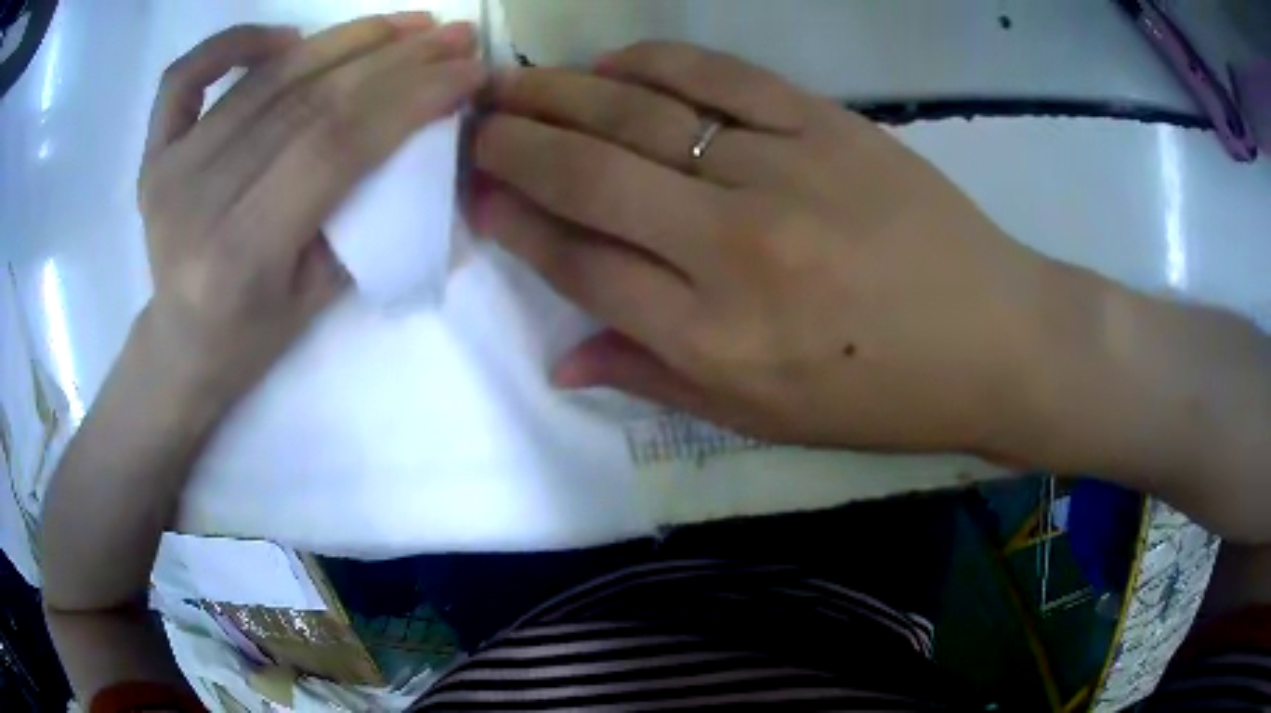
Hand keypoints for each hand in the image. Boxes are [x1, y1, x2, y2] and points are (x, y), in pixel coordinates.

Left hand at [137, 15, 485, 405]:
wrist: (180, 347)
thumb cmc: (251, 337)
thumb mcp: (319, 301)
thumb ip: (359, 215)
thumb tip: (412, 131)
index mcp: (239, 256)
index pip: (335, 147)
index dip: (409, 98)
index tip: (466, 72)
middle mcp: (196, 202)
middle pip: (306, 100)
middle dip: (391, 58)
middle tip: (449, 35)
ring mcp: (168, 171)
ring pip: (265, 78)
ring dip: (342, 39)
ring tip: (401, 25)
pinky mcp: (153, 155)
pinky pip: (185, 76)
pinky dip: (235, 41)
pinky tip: (284, 38)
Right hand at [473, 42, 1059, 453]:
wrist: (997, 340)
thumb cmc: (885, 396)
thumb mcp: (764, 419)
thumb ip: (655, 380)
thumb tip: (562, 358)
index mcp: (713, 339)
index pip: (578, 263)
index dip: (514, 223)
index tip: (477, 194)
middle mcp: (731, 248)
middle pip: (589, 176)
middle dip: (514, 145)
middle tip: (473, 125)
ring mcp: (781, 172)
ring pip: (638, 113)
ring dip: (560, 92)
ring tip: (512, 85)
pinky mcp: (826, 124)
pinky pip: (717, 75)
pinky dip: (650, 61)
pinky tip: (609, 62)